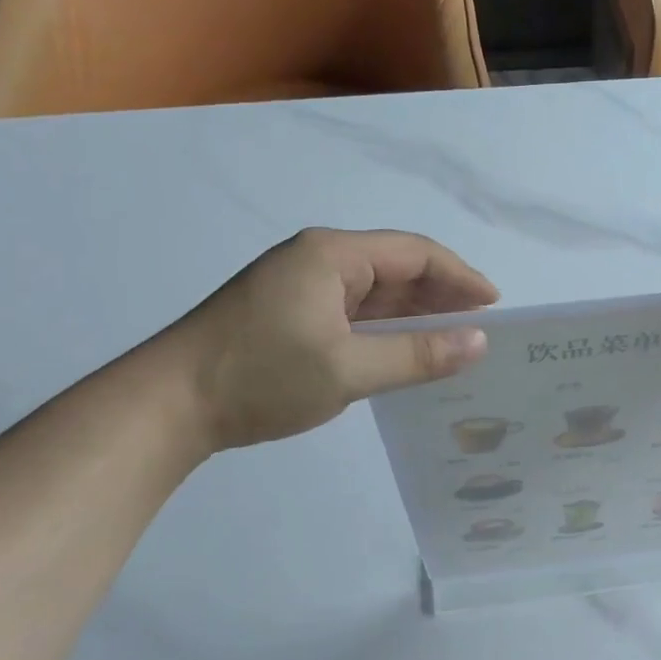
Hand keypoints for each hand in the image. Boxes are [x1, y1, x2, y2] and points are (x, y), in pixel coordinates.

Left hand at [163, 228, 498, 450]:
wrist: (166, 405)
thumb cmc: (261, 377)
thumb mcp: (348, 369)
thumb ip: (418, 355)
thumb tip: (479, 342)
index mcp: (332, 255)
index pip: (414, 253)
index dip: (460, 276)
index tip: (494, 306)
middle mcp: (318, 259)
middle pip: (395, 269)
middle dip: (440, 296)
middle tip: (479, 329)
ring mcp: (300, 286)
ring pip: (373, 293)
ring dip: (412, 315)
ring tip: (453, 343)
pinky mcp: (288, 313)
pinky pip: (351, 312)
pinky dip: (383, 330)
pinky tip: (403, 352)